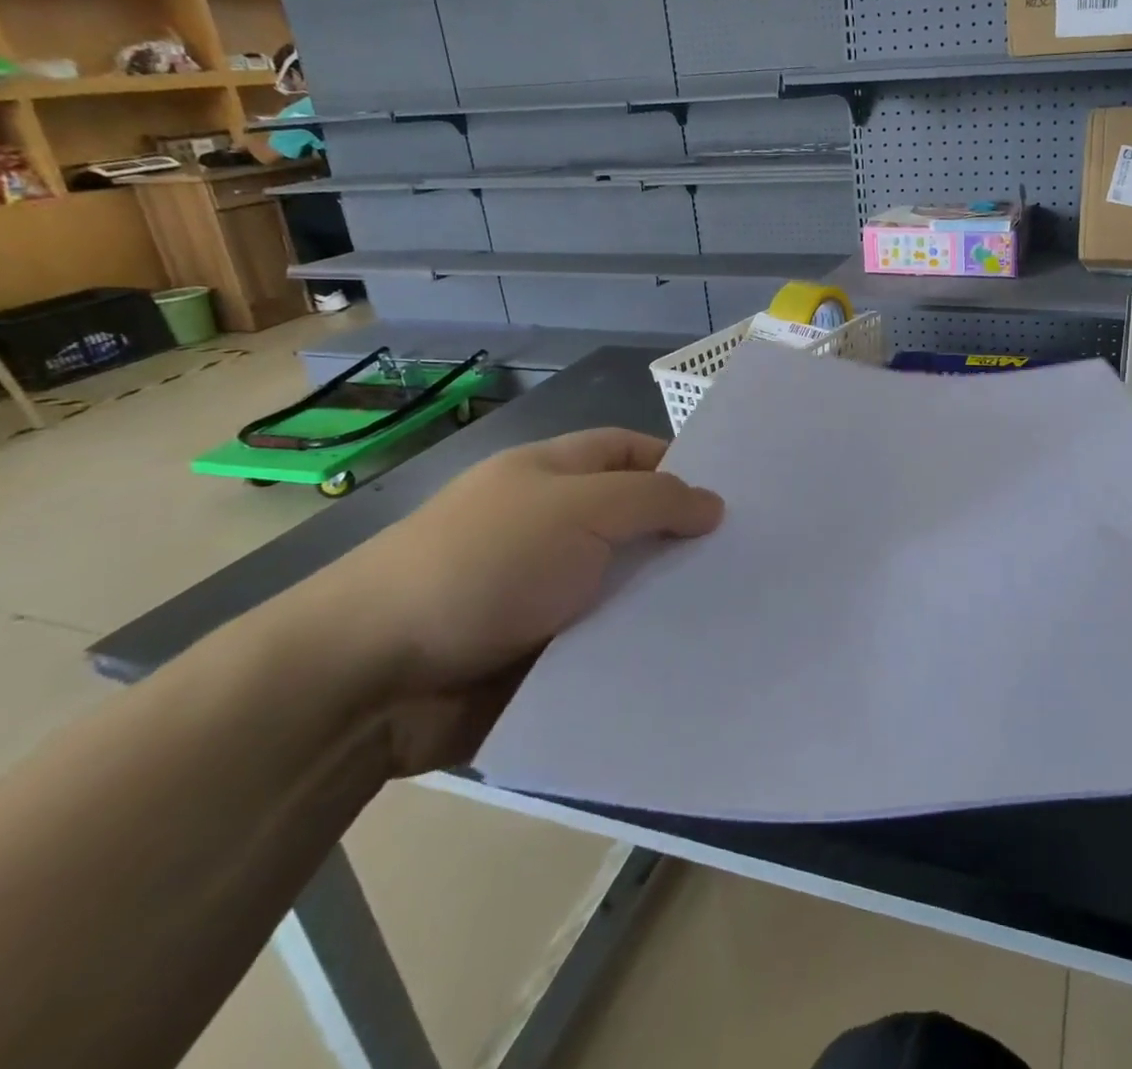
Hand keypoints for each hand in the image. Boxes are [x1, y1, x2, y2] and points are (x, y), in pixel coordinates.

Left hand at [290, 429, 722, 775]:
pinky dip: (644, 650)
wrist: (374, 678)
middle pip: (636, 523)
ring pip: (628, 588)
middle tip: (756, 558)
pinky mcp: (546, 654)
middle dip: (686, 539)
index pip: (631, 451)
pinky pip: (611, 643)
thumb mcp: (578, 510)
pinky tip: (697, 659)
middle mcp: (555, 528)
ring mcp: (549, 593)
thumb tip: (713, 505)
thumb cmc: (484, 565)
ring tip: (743, 612)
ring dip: (670, 601)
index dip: (680, 464)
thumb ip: (653, 499)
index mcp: (554, 476)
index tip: (737, 495)